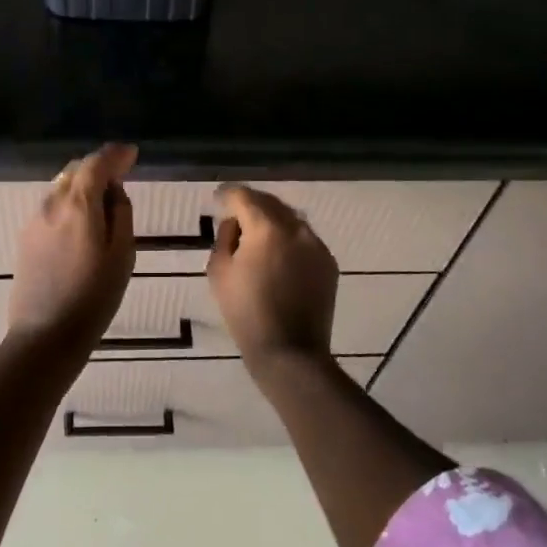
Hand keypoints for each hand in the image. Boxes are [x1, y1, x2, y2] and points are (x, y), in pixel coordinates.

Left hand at [9, 143, 137, 344]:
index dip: (115, 155)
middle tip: (121, 175)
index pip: (96, 163)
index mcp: (78, 205)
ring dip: (83, 186)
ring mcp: (34, 221)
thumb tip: (114, 190)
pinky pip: (52, 207)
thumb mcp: (122, 255)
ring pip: (61, 188)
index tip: (132, 154)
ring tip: (103, 202)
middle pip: (76, 171)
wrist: (45, 337)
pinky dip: (69, 203)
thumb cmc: (94, 298)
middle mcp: (51, 204)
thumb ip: (120, 213)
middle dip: (98, 167)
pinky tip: (81, 224)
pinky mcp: (25, 238)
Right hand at [207, 185, 338, 374]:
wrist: (290, 352)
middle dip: (251, 204)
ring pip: (290, 219)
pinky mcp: (328, 262)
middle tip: (235, 214)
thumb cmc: (246, 313)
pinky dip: (289, 239)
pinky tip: (279, 256)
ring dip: (272, 220)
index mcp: (266, 227)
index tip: (218, 198)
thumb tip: (235, 223)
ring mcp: (316, 244)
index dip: (227, 194)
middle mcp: (296, 227)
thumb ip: (224, 237)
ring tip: (257, 235)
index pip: (243, 196)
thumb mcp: (219, 272)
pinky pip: (304, 239)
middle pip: (270, 202)